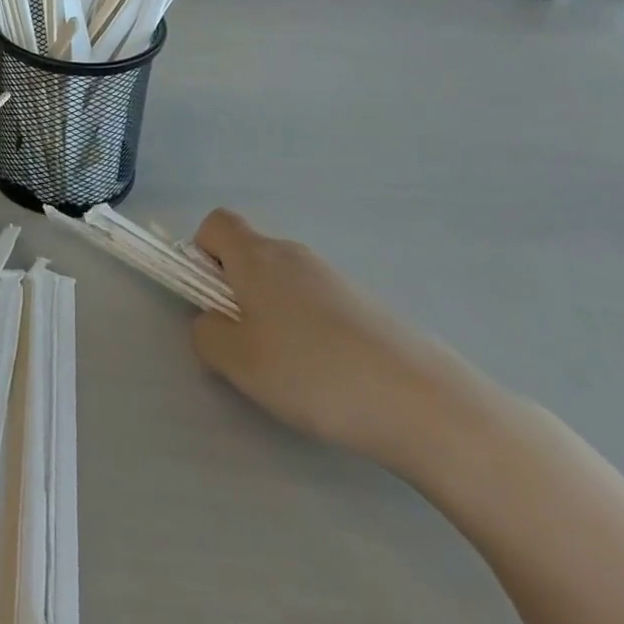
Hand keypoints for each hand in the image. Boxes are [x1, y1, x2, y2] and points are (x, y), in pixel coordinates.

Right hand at [189, 209, 480, 468]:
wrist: (421, 401)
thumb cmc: (313, 372)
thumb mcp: (237, 361)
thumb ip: (206, 334)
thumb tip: (212, 322)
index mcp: (258, 256)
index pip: (217, 223)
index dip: (202, 254)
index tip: (211, 299)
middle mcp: (295, 255)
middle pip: (250, 254)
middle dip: (237, 292)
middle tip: (246, 346)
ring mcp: (335, 278)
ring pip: (284, 283)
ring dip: (274, 315)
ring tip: (291, 372)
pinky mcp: (366, 305)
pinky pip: (318, 305)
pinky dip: (310, 331)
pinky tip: (329, 378)